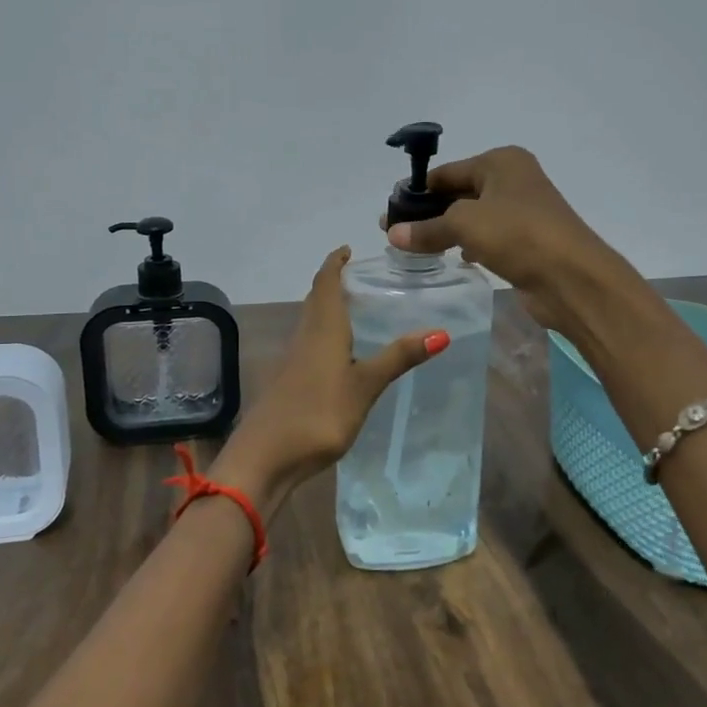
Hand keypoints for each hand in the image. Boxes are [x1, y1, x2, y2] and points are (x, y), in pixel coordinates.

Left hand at [210, 247, 446, 520]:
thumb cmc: (319, 413)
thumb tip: (440, 332)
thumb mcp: (365, 385)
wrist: (266, 456)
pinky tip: (338, 354)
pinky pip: (309, 344)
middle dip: (332, 283)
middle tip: (357, 277)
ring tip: (354, 309)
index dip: (334, 264)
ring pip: (310, 322)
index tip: (347, 250)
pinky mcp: (289, 382)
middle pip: (315, 300)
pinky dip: (324, 335)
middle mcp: (304, 336)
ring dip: (327, 308)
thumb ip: (398, 358)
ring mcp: (293, 360)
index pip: (326, 284)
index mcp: (322, 329)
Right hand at [385, 145, 629, 330]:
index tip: (388, 213)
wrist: (572, 277)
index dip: (416, 192)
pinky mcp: (526, 241)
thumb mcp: (465, 224)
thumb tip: (392, 234)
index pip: (447, 172)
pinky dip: (468, 245)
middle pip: (459, 193)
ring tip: (415, 249)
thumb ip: (427, 228)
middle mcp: (513, 180)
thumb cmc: (518, 234)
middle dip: (429, 213)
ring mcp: (522, 211)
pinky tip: (453, 259)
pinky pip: (487, 238)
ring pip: (472, 217)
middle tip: (395, 234)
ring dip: (447, 231)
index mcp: (501, 162)